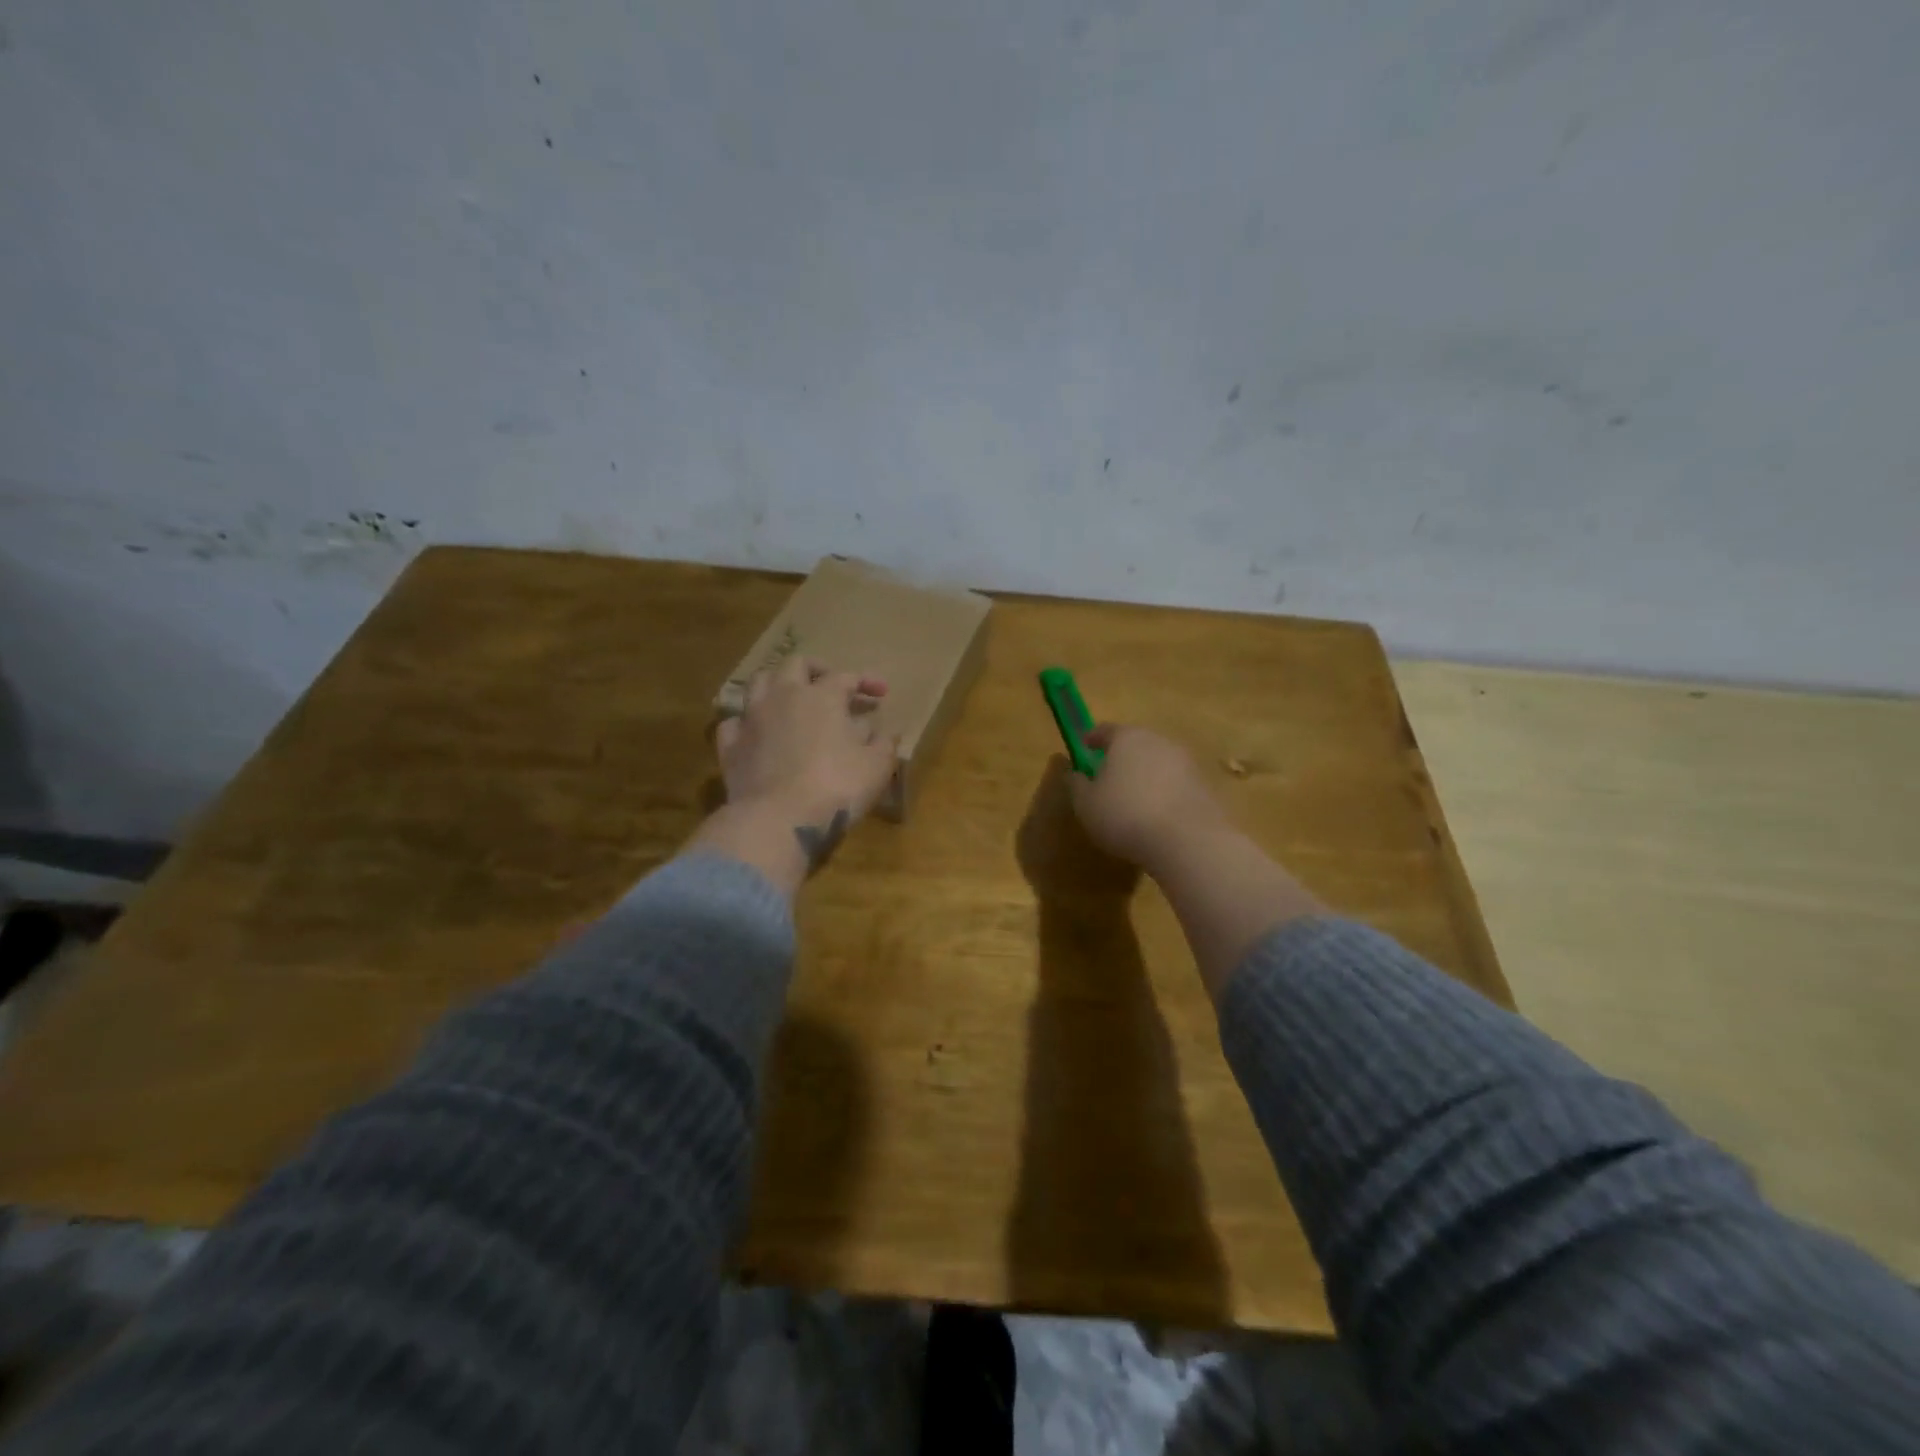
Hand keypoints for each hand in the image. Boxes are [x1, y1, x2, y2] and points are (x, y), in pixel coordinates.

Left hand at [717, 657, 896, 825]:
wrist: (778, 819)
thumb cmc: (836, 787)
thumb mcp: (876, 766)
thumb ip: (883, 744)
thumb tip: (881, 732)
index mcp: (822, 696)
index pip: (846, 677)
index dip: (865, 681)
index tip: (881, 693)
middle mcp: (783, 696)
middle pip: (795, 664)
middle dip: (815, 669)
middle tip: (829, 684)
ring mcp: (751, 718)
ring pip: (758, 682)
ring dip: (776, 684)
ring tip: (789, 699)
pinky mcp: (730, 745)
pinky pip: (733, 721)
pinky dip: (747, 721)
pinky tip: (756, 731)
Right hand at [1068, 725, 1230, 871]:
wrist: (1187, 840)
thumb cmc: (1125, 815)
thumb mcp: (1086, 804)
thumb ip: (1076, 784)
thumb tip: (1074, 773)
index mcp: (1127, 738)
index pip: (1105, 729)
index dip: (1092, 738)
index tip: (1084, 748)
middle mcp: (1159, 741)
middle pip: (1135, 743)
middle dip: (1121, 756)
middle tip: (1108, 776)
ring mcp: (1186, 762)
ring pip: (1158, 762)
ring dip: (1145, 775)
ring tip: (1133, 799)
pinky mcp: (1204, 786)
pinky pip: (1175, 783)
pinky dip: (1163, 792)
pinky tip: (1156, 814)